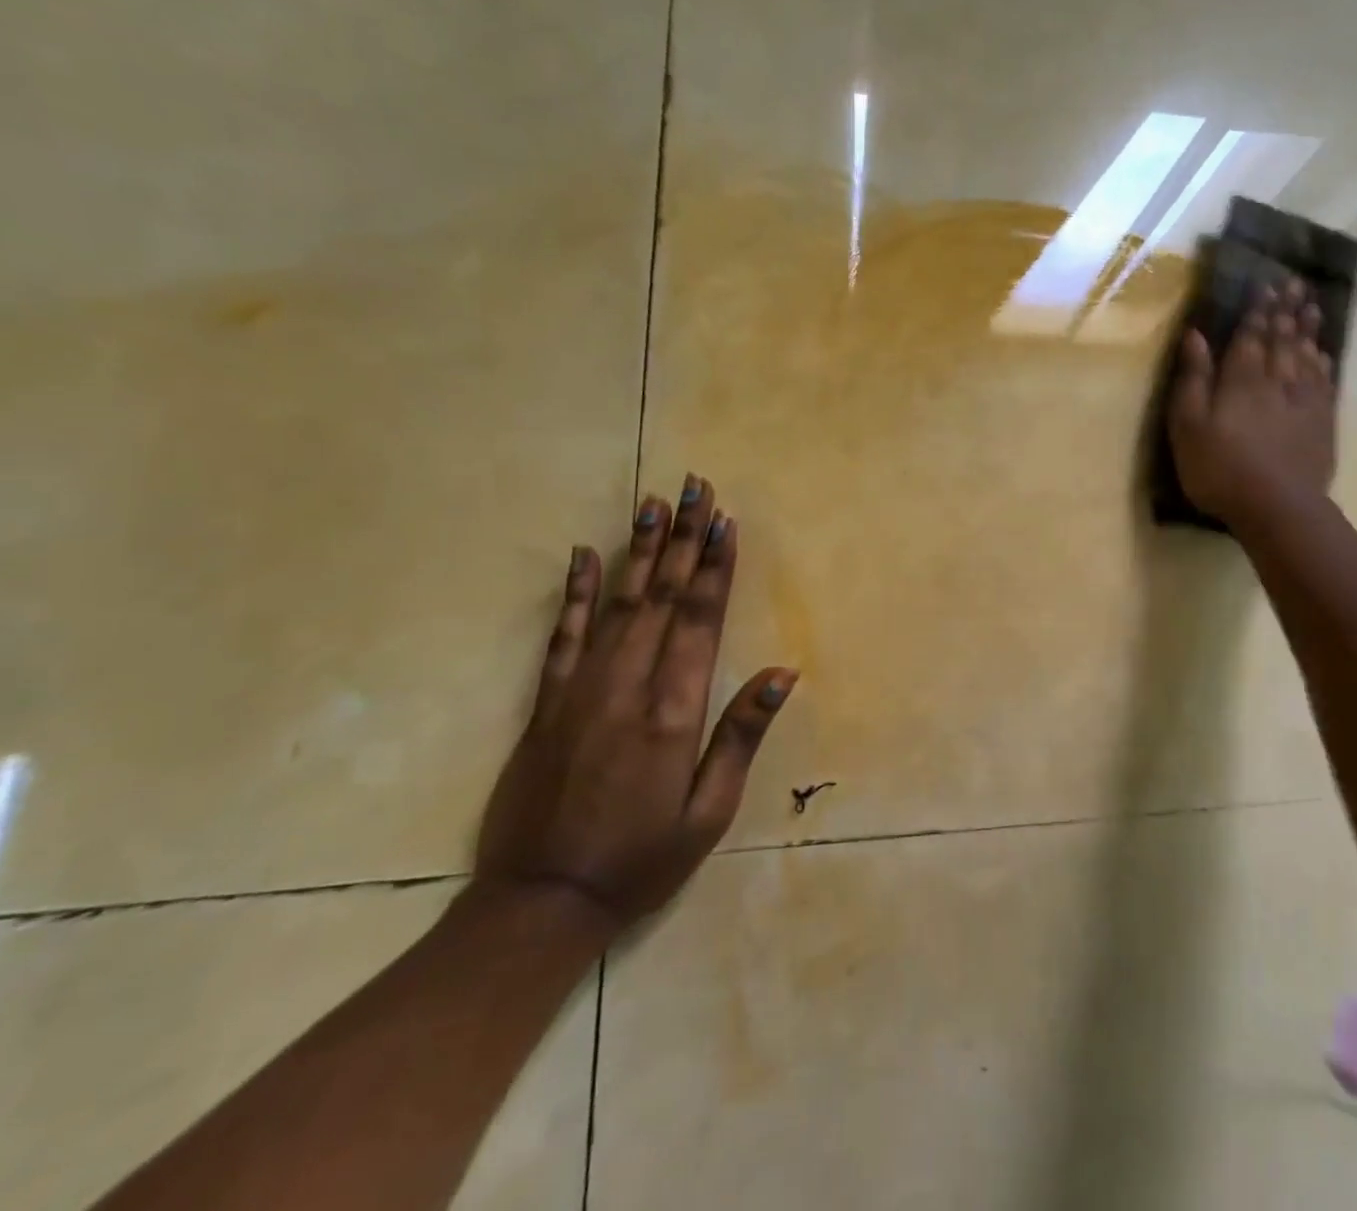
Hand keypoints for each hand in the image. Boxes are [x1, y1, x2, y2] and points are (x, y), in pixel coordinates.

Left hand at [476, 474, 795, 937]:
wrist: (540, 903)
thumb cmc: (641, 859)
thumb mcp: (709, 812)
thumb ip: (741, 736)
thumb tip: (782, 673)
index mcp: (673, 711)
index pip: (700, 619)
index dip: (715, 567)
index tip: (725, 521)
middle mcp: (628, 686)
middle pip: (663, 596)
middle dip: (684, 538)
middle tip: (695, 487)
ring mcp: (581, 689)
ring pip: (618, 602)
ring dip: (640, 549)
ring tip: (653, 502)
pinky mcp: (547, 702)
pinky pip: (564, 635)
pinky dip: (575, 591)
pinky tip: (584, 554)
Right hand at [1167, 279, 1337, 530]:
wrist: (1277, 507)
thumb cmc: (1219, 469)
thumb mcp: (1188, 426)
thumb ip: (1193, 379)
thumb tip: (1196, 335)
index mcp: (1241, 379)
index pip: (1250, 335)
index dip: (1257, 310)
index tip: (1264, 284)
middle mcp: (1276, 379)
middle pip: (1282, 338)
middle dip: (1285, 309)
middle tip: (1293, 282)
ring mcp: (1303, 400)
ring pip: (1307, 354)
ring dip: (1307, 328)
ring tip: (1311, 304)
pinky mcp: (1321, 422)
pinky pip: (1324, 382)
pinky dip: (1323, 362)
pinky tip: (1323, 353)